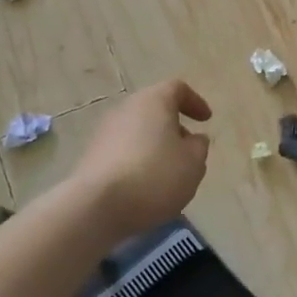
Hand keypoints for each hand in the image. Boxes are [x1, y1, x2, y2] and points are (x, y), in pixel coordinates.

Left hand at [72, 80, 211, 236]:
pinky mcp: (90, 157)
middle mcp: (125, 109)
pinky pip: (122, 151)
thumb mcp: (194, 163)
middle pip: (154, 109)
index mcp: (153, 101)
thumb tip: (193, 139)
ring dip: (155, 146)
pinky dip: (138, 161)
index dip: (195, 102)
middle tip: (188, 148)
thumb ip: (199, 146)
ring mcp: (103, 133)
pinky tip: (145, 185)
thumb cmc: (155, 176)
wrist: (96, 207)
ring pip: (137, 131)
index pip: (177, 89)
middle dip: (173, 126)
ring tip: (168, 172)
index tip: (206, 120)